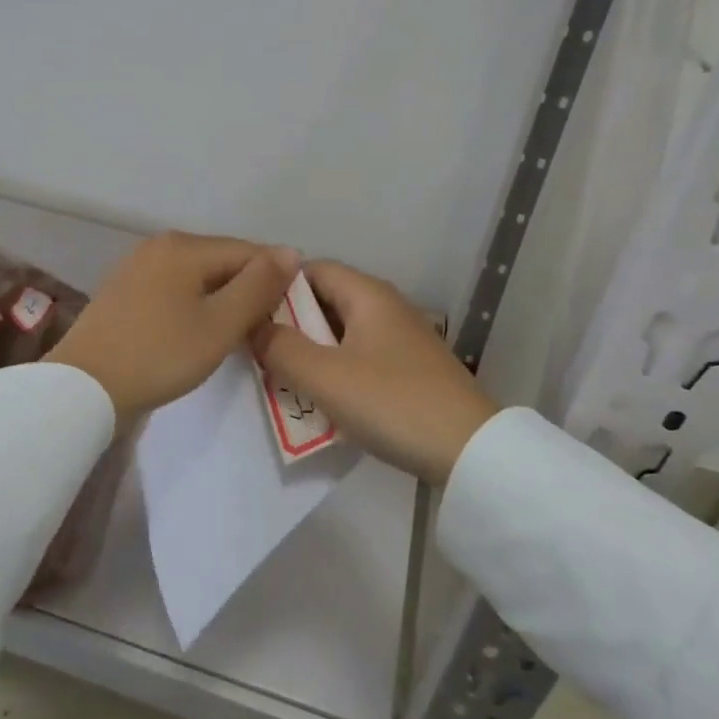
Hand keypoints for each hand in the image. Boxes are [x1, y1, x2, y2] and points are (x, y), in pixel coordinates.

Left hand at [47, 231, 299, 423]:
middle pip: (222, 260)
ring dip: (221, 299)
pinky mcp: (125, 289)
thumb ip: (259, 286)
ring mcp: (139, 265)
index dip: (275, 280)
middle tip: (262, 329)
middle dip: (247, 289)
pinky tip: (196, 331)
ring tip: (234, 333)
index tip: (289, 314)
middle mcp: (161, 244)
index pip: (250, 252)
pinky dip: (194, 304)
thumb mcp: (220, 324)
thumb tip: (291, 251)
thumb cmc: (159, 355)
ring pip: (199, 275)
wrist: (83, 388)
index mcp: (185, 246)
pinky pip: (175, 287)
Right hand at [253, 261, 495, 483]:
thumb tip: (254, 327)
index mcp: (368, 294)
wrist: (469, 450)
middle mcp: (385, 306)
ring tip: (282, 378)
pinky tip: (322, 399)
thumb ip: (281, 349)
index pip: (312, 269)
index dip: (278, 286)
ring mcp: (400, 338)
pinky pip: (359, 356)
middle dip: (291, 324)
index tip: (249, 314)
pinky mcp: (409, 368)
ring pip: (341, 332)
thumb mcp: (326, 377)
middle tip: (260, 352)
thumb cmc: (393, 402)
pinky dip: (336, 370)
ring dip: (311, 351)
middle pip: (326, 300)